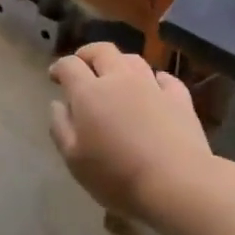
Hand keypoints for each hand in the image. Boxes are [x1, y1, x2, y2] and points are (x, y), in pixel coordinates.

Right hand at [48, 42, 211, 222]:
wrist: (176, 183)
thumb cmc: (117, 175)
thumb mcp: (75, 159)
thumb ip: (61, 128)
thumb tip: (57, 104)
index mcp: (89, 92)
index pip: (69, 65)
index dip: (59, 67)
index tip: (54, 77)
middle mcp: (119, 79)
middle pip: (102, 51)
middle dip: (87, 54)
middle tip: (82, 66)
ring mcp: (152, 85)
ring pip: (133, 59)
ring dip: (119, 63)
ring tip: (115, 76)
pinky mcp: (179, 98)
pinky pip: (165, 78)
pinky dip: (154, 79)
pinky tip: (154, 88)